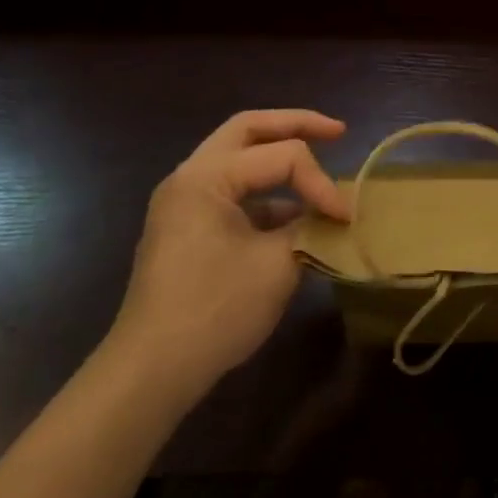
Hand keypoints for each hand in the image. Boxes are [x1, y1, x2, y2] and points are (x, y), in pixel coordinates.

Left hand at [104, 109, 349, 409]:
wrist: (152, 372)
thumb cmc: (215, 310)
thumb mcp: (278, 263)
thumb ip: (310, 226)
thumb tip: (332, 217)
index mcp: (206, 177)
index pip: (282, 156)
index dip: (321, 182)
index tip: (345, 219)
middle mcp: (189, 178)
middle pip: (249, 130)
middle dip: (296, 125)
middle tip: (337, 131)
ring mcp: (183, 204)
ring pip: (237, 158)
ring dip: (278, 158)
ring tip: (317, 166)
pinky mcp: (187, 229)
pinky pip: (232, 193)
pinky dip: (266, 194)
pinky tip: (294, 217)